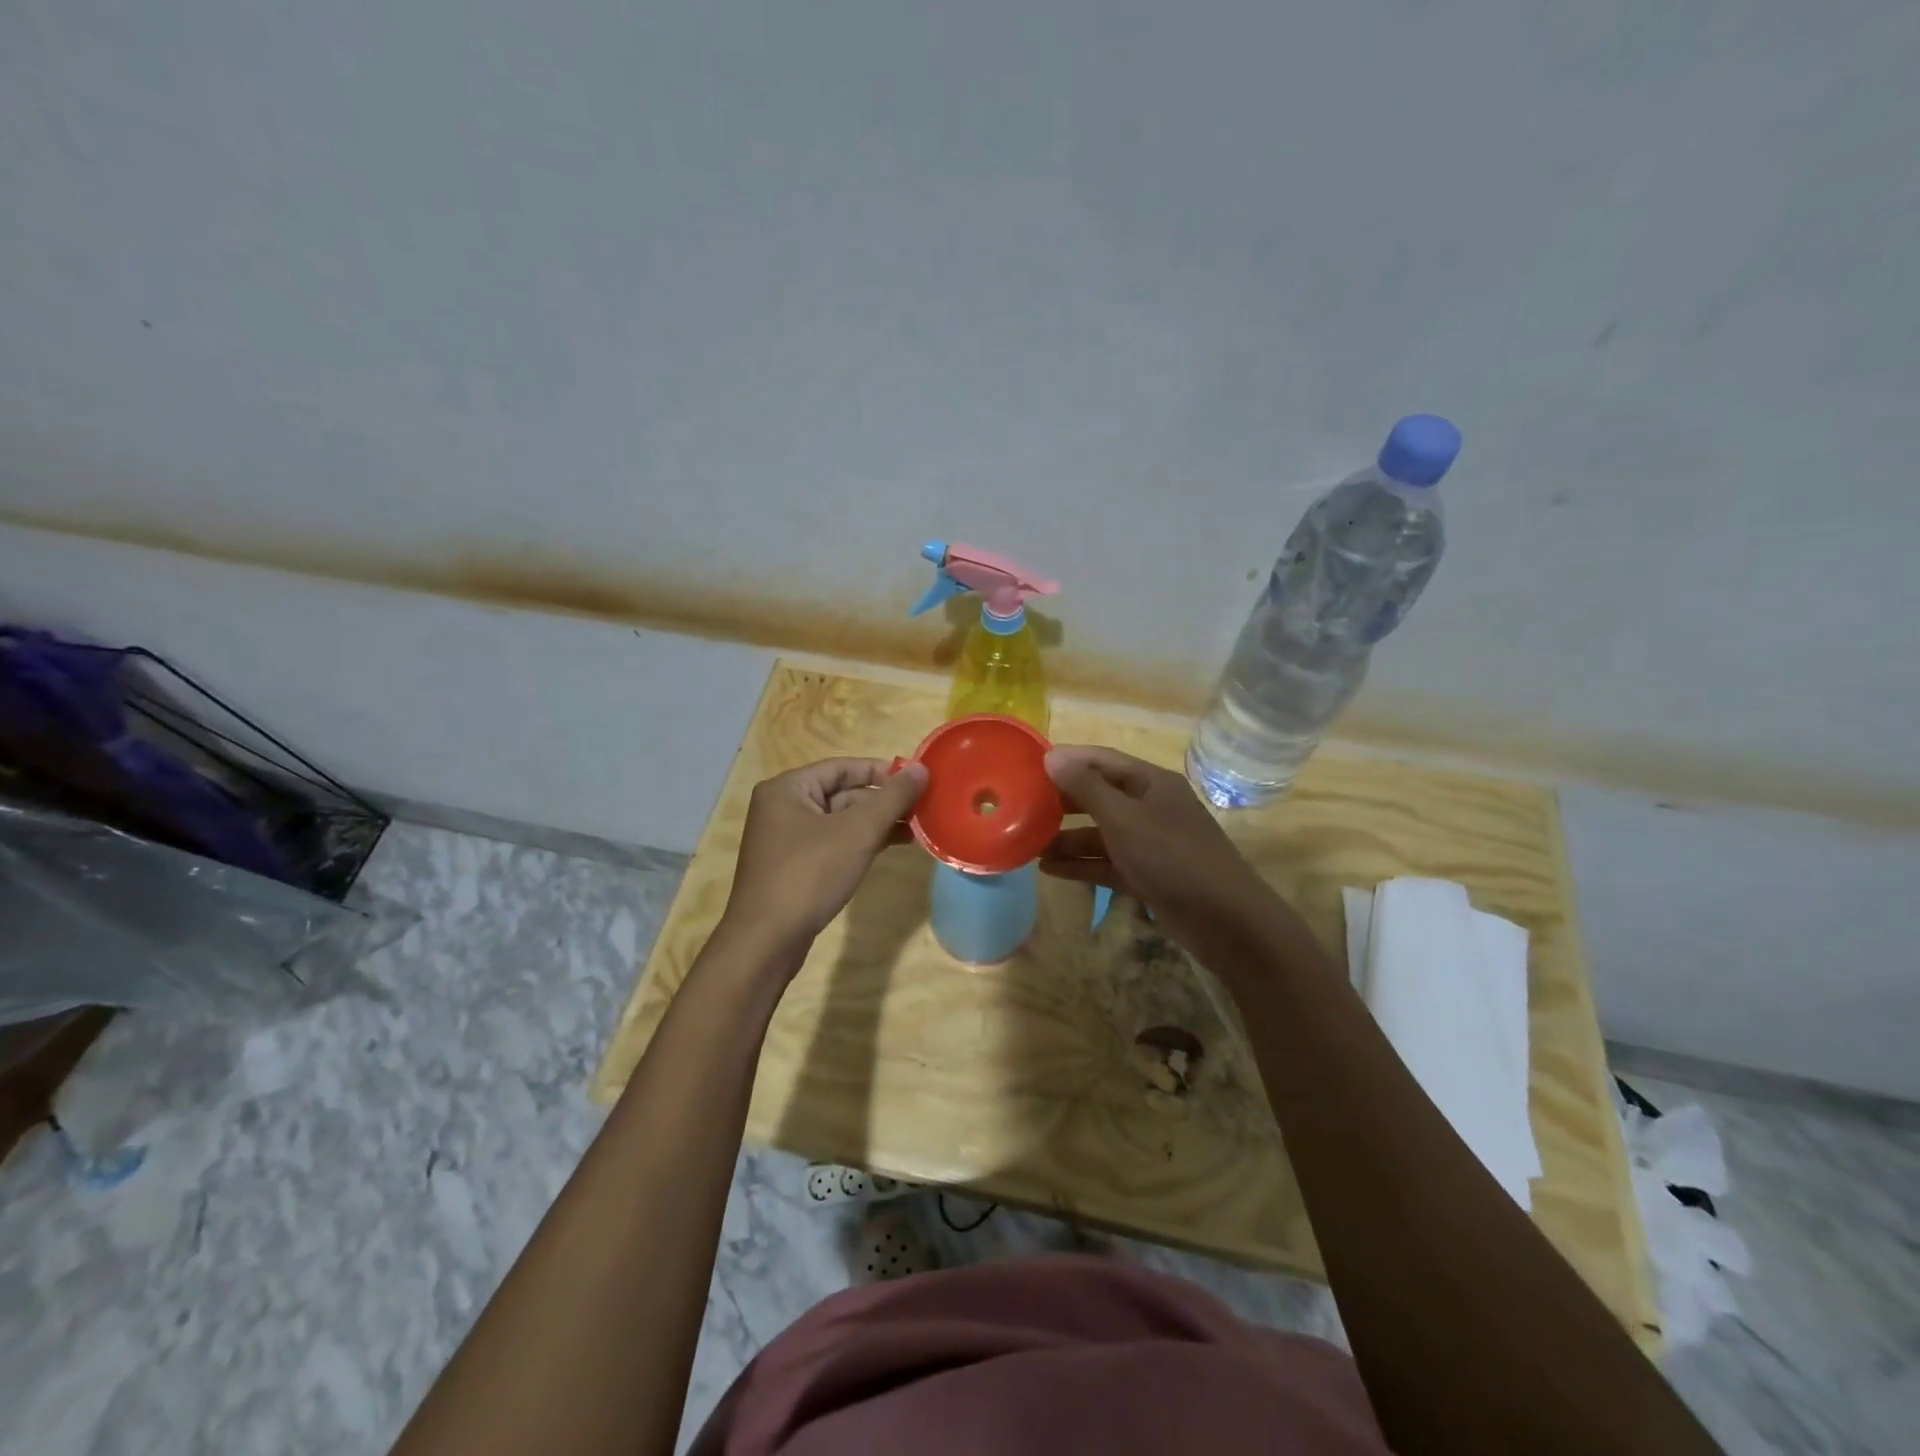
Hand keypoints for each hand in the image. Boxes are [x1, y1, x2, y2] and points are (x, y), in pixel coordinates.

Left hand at [722, 757, 928, 951]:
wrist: (767, 940)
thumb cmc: (810, 874)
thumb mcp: (858, 831)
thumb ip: (892, 797)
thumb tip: (921, 769)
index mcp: (788, 788)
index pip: (843, 767)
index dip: (882, 771)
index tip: (918, 779)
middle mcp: (782, 807)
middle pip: (842, 793)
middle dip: (883, 801)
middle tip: (923, 807)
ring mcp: (786, 839)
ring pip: (840, 820)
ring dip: (876, 823)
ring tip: (917, 828)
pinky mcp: (794, 866)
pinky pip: (833, 843)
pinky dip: (861, 842)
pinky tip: (891, 847)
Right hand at [1040, 745, 1273, 952]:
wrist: (1225, 921)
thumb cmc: (1173, 858)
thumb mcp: (1124, 819)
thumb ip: (1086, 788)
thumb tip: (1052, 756)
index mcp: (1151, 783)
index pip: (1102, 760)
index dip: (1067, 760)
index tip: (1028, 766)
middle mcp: (1150, 807)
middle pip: (1099, 796)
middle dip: (1063, 802)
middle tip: (1022, 806)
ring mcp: (1149, 843)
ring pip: (1100, 833)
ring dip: (1067, 838)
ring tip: (1028, 845)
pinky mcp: (1147, 874)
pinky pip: (1107, 862)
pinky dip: (1081, 865)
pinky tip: (1049, 870)